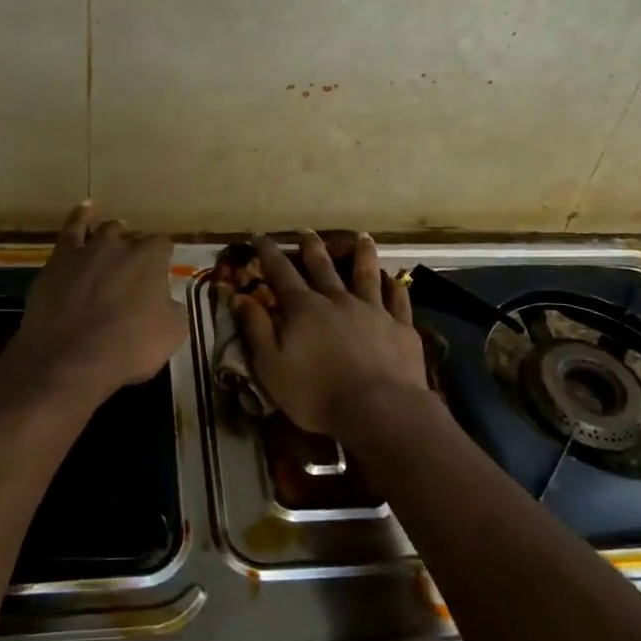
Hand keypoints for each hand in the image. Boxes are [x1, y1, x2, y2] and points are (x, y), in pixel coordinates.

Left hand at [0, 201, 186, 409]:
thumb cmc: (128, 347)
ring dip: (114, 237)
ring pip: (107, 231)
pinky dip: (81, 217)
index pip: (164, 246)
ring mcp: (88, 248)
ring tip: (115, 245)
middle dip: (137, 252)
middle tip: (135, 276)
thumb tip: (166, 300)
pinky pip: (72, 228)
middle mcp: (122, 244)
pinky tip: (86, 209)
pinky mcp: (60, 258)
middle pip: (135, 238)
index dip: (163, 261)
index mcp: (152, 258)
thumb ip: (173, 308)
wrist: (69, 358)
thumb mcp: (172, 333)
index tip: (161, 277)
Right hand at [232, 232, 429, 437]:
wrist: (379, 409)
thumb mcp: (271, 366)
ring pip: (366, 275)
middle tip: (307, 231)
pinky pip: (398, 300)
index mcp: (304, 309)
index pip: (280, 272)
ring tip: (363, 237)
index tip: (260, 237)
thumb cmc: (317, 393)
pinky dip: (396, 287)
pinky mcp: (400, 328)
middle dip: (312, 247)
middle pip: (323, 267)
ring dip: (362, 255)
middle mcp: (338, 300)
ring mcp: (373, 311)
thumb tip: (239, 296)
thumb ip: (256, 329)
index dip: (268, 253)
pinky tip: (396, 279)